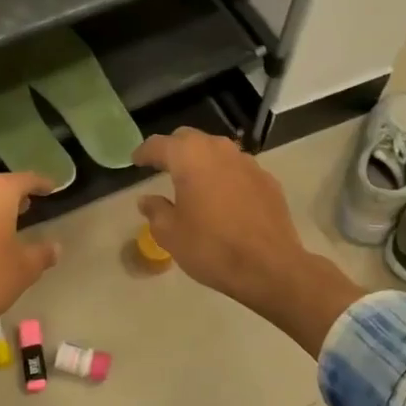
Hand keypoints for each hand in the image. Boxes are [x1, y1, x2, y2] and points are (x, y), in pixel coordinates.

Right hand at [133, 129, 360, 355]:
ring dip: (202, 160)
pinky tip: (224, 197)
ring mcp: (247, 162)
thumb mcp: (171, 234)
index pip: (159, 144)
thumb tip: (147, 200)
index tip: (136, 161)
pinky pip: (238, 168)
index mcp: (189, 157)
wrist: (270, 266)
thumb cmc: (211, 248)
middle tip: (163, 167)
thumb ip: (156, 211)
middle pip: (189, 139)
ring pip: (217, 150)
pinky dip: (225, 176)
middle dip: (174, 150)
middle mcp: (218, 150)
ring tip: (194, 181)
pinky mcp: (267, 179)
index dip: (144, 152)